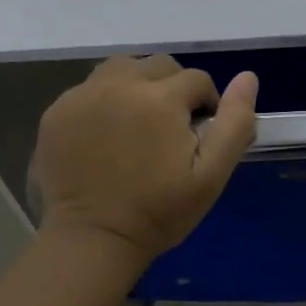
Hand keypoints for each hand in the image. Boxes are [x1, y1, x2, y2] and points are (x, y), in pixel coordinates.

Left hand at [30, 55, 258, 264]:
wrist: (94, 239)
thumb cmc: (160, 211)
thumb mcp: (212, 175)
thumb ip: (235, 122)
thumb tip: (247, 78)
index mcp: (161, 98)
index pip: (197, 79)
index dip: (206, 105)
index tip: (199, 136)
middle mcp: (120, 84)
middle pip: (159, 66)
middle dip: (173, 89)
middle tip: (170, 130)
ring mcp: (83, 95)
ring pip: (122, 68)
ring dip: (138, 85)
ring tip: (139, 123)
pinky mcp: (58, 111)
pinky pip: (91, 88)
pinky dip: (105, 100)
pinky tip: (107, 134)